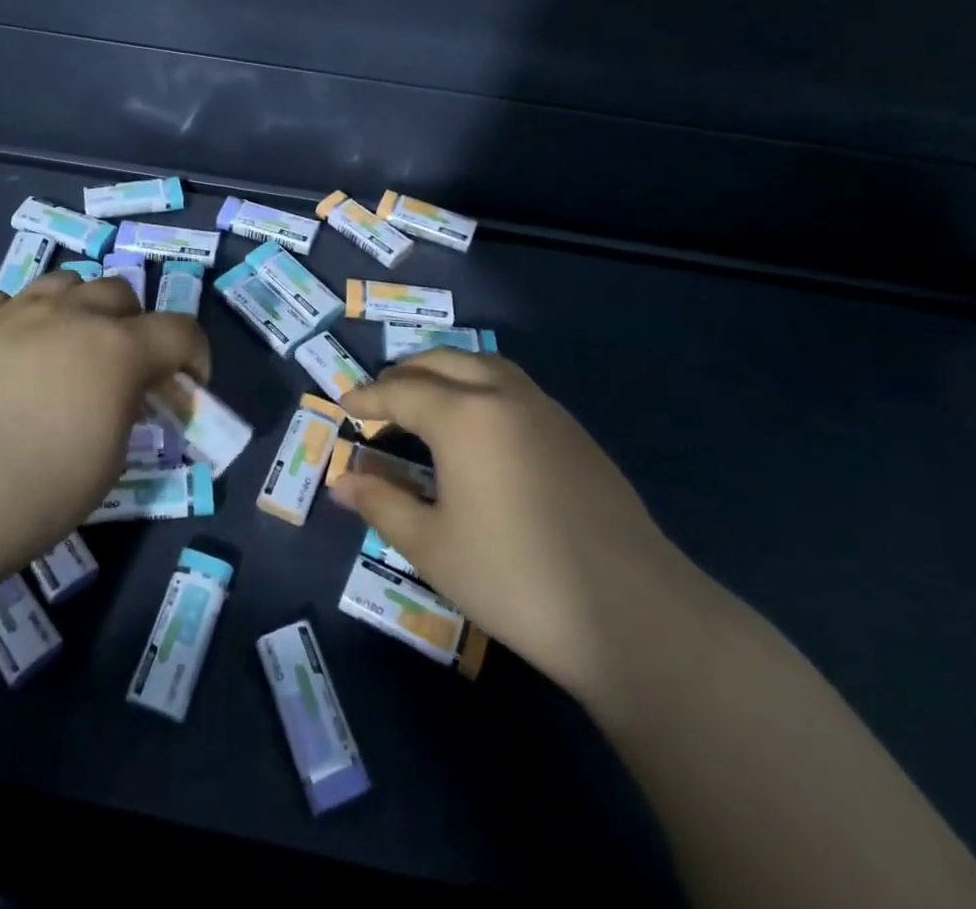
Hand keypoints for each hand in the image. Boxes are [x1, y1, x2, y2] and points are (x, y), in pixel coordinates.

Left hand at [0, 271, 207, 591]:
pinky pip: (6, 300)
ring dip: (79, 307)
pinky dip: (22, 318)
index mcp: (118, 349)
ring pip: (65, 282)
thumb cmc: (35, 493)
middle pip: (120, 292)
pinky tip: (10, 350)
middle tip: (123, 365)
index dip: (195, 353)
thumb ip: (126, 413)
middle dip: (135, 323)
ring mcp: (13, 313)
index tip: (190, 383)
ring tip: (67, 345)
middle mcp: (71, 315)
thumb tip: (122, 397)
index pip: (180, 330)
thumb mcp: (108, 462)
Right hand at [334, 350, 693, 697]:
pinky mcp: (575, 432)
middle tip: (380, 399)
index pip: (401, 391)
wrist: (633, 613)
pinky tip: (480, 429)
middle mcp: (503, 395)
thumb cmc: (515, 578)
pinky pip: (514, 386)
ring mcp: (546, 409)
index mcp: (464, 415)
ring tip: (426, 402)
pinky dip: (481, 387)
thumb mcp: (432, 547)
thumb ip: (382, 503)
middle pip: (442, 362)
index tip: (342, 405)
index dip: (367, 397)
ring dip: (446, 372)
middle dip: (404, 374)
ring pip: (483, 365)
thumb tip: (343, 481)